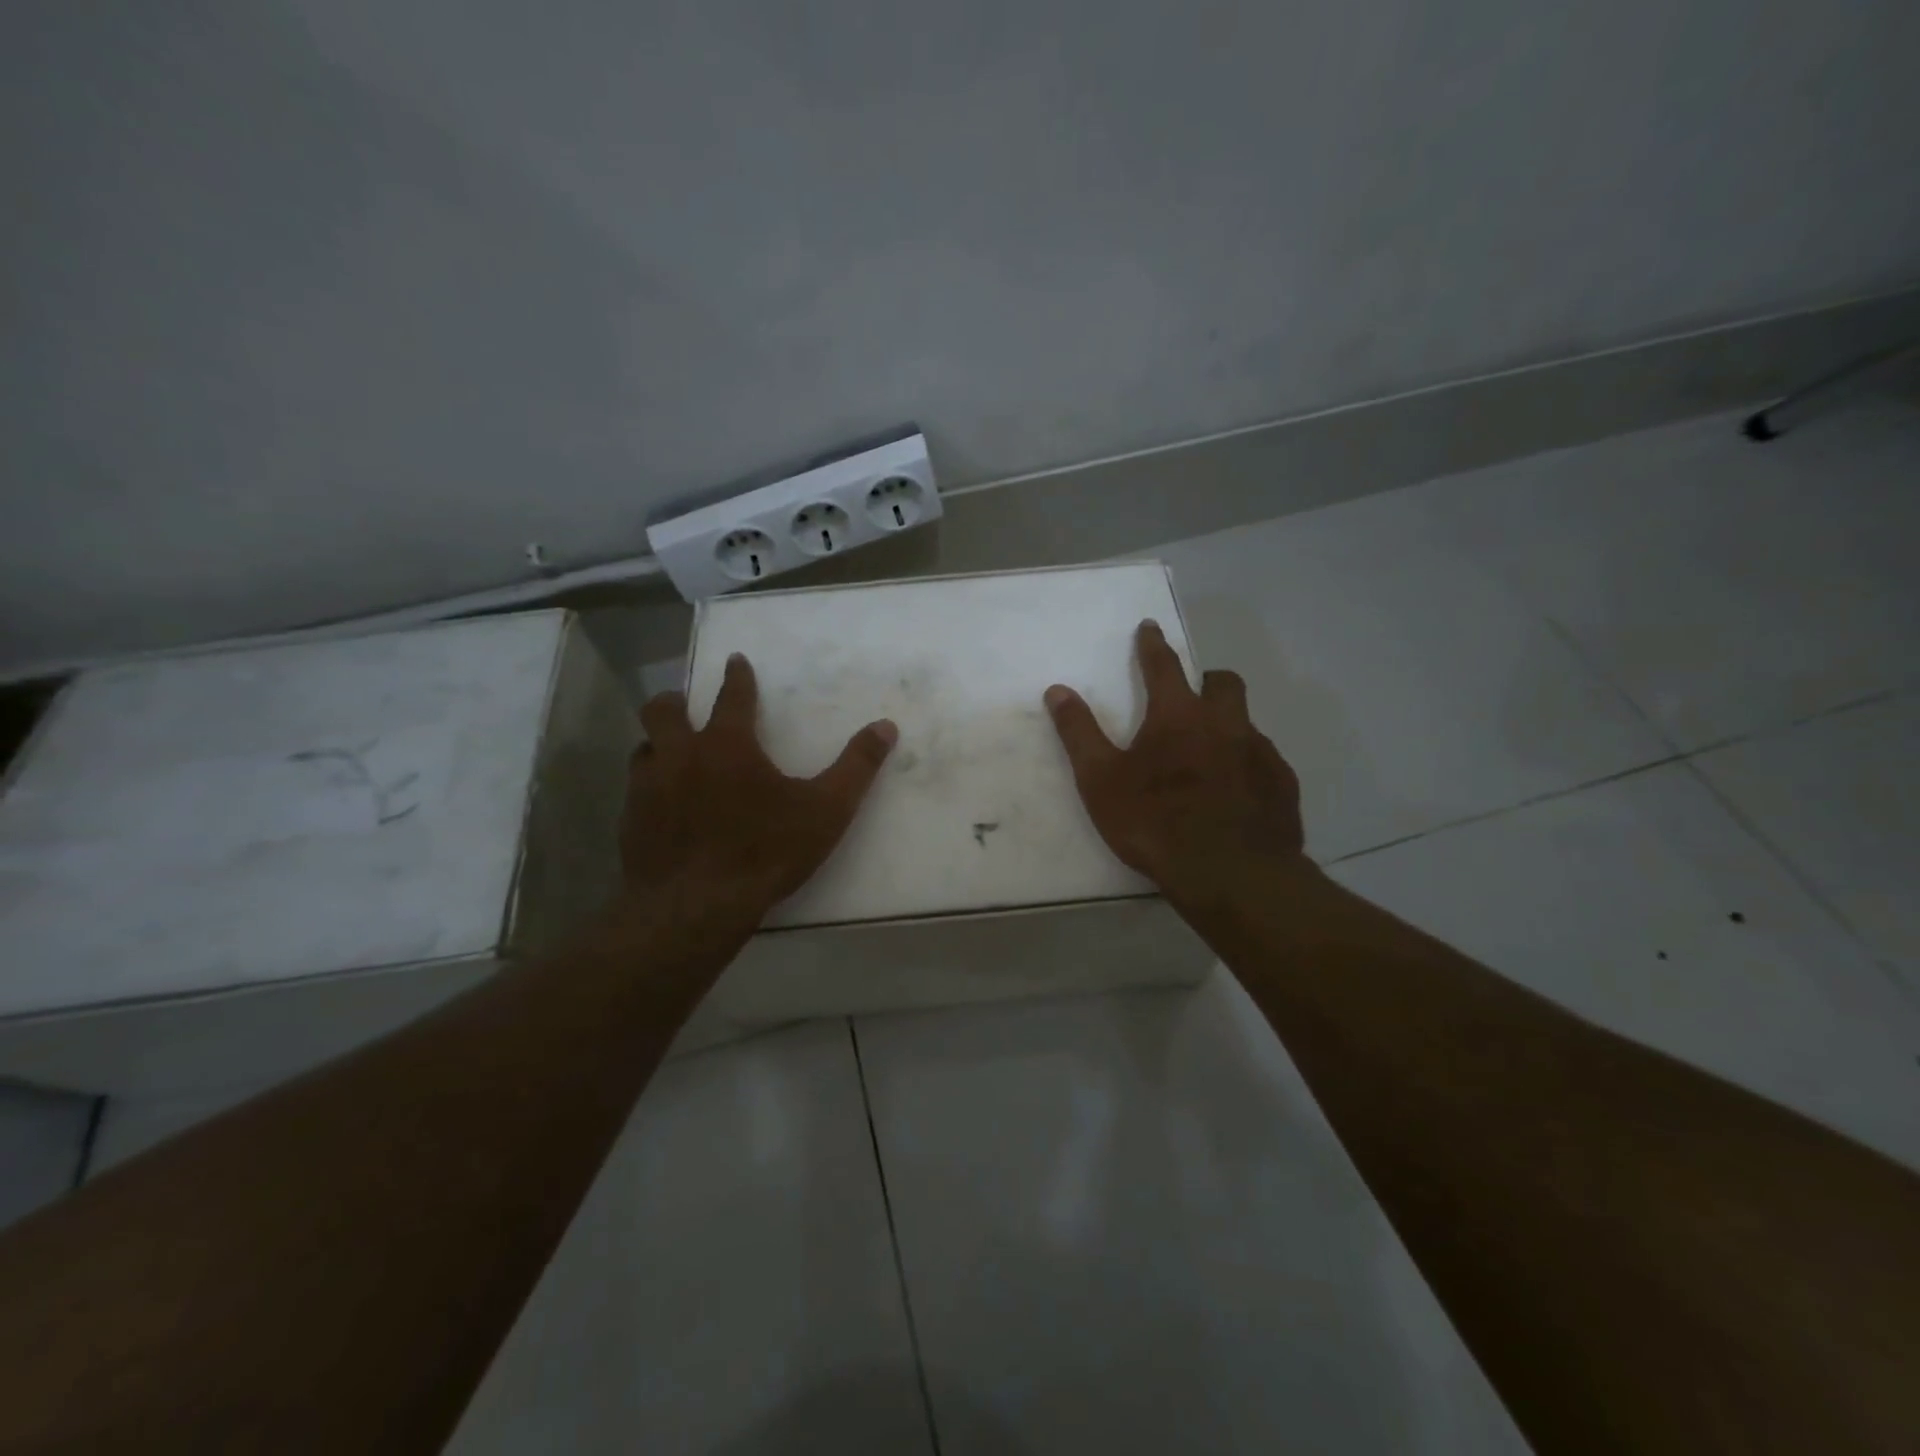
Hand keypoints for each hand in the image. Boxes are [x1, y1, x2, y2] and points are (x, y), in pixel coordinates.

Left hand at [621, 653, 896, 928]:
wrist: (696, 908)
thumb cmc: (765, 852)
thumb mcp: (826, 810)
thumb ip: (857, 766)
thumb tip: (885, 726)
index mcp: (727, 744)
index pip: (732, 696)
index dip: (737, 676)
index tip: (735, 661)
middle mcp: (680, 755)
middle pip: (664, 710)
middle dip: (675, 701)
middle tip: (685, 704)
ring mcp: (648, 787)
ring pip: (644, 748)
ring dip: (658, 743)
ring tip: (672, 753)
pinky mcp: (630, 821)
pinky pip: (635, 789)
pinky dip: (650, 785)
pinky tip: (662, 805)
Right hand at [1044, 620, 1306, 909]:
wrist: (1229, 873)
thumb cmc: (1155, 822)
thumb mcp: (1100, 780)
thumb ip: (1079, 732)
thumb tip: (1058, 690)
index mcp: (1179, 716)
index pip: (1164, 666)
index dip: (1153, 645)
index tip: (1150, 627)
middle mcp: (1225, 724)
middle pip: (1223, 683)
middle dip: (1206, 680)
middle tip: (1192, 697)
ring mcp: (1260, 753)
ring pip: (1247, 723)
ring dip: (1228, 725)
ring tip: (1210, 754)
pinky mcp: (1282, 786)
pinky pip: (1266, 762)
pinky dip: (1248, 764)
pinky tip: (1237, 792)